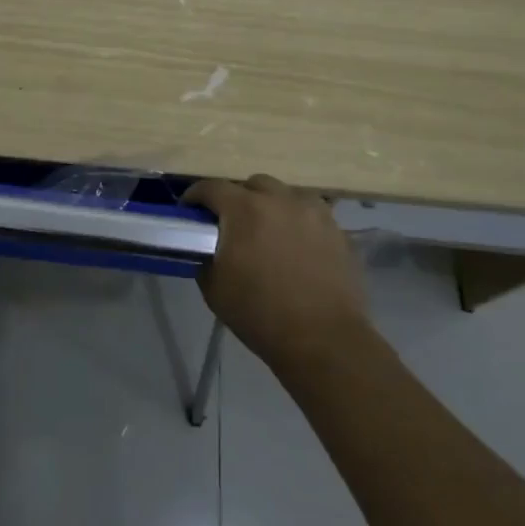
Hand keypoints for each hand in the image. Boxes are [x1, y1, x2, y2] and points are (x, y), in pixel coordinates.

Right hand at [186, 174, 366, 371]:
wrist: (323, 340)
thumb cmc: (260, 315)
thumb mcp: (214, 289)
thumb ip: (205, 257)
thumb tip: (207, 247)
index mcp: (244, 209)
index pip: (211, 187)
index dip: (195, 197)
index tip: (189, 211)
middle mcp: (279, 199)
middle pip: (251, 185)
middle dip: (237, 199)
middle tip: (232, 225)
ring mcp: (313, 211)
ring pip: (284, 194)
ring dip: (270, 205)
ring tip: (268, 231)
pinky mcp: (336, 228)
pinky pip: (310, 213)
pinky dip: (297, 221)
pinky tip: (296, 244)